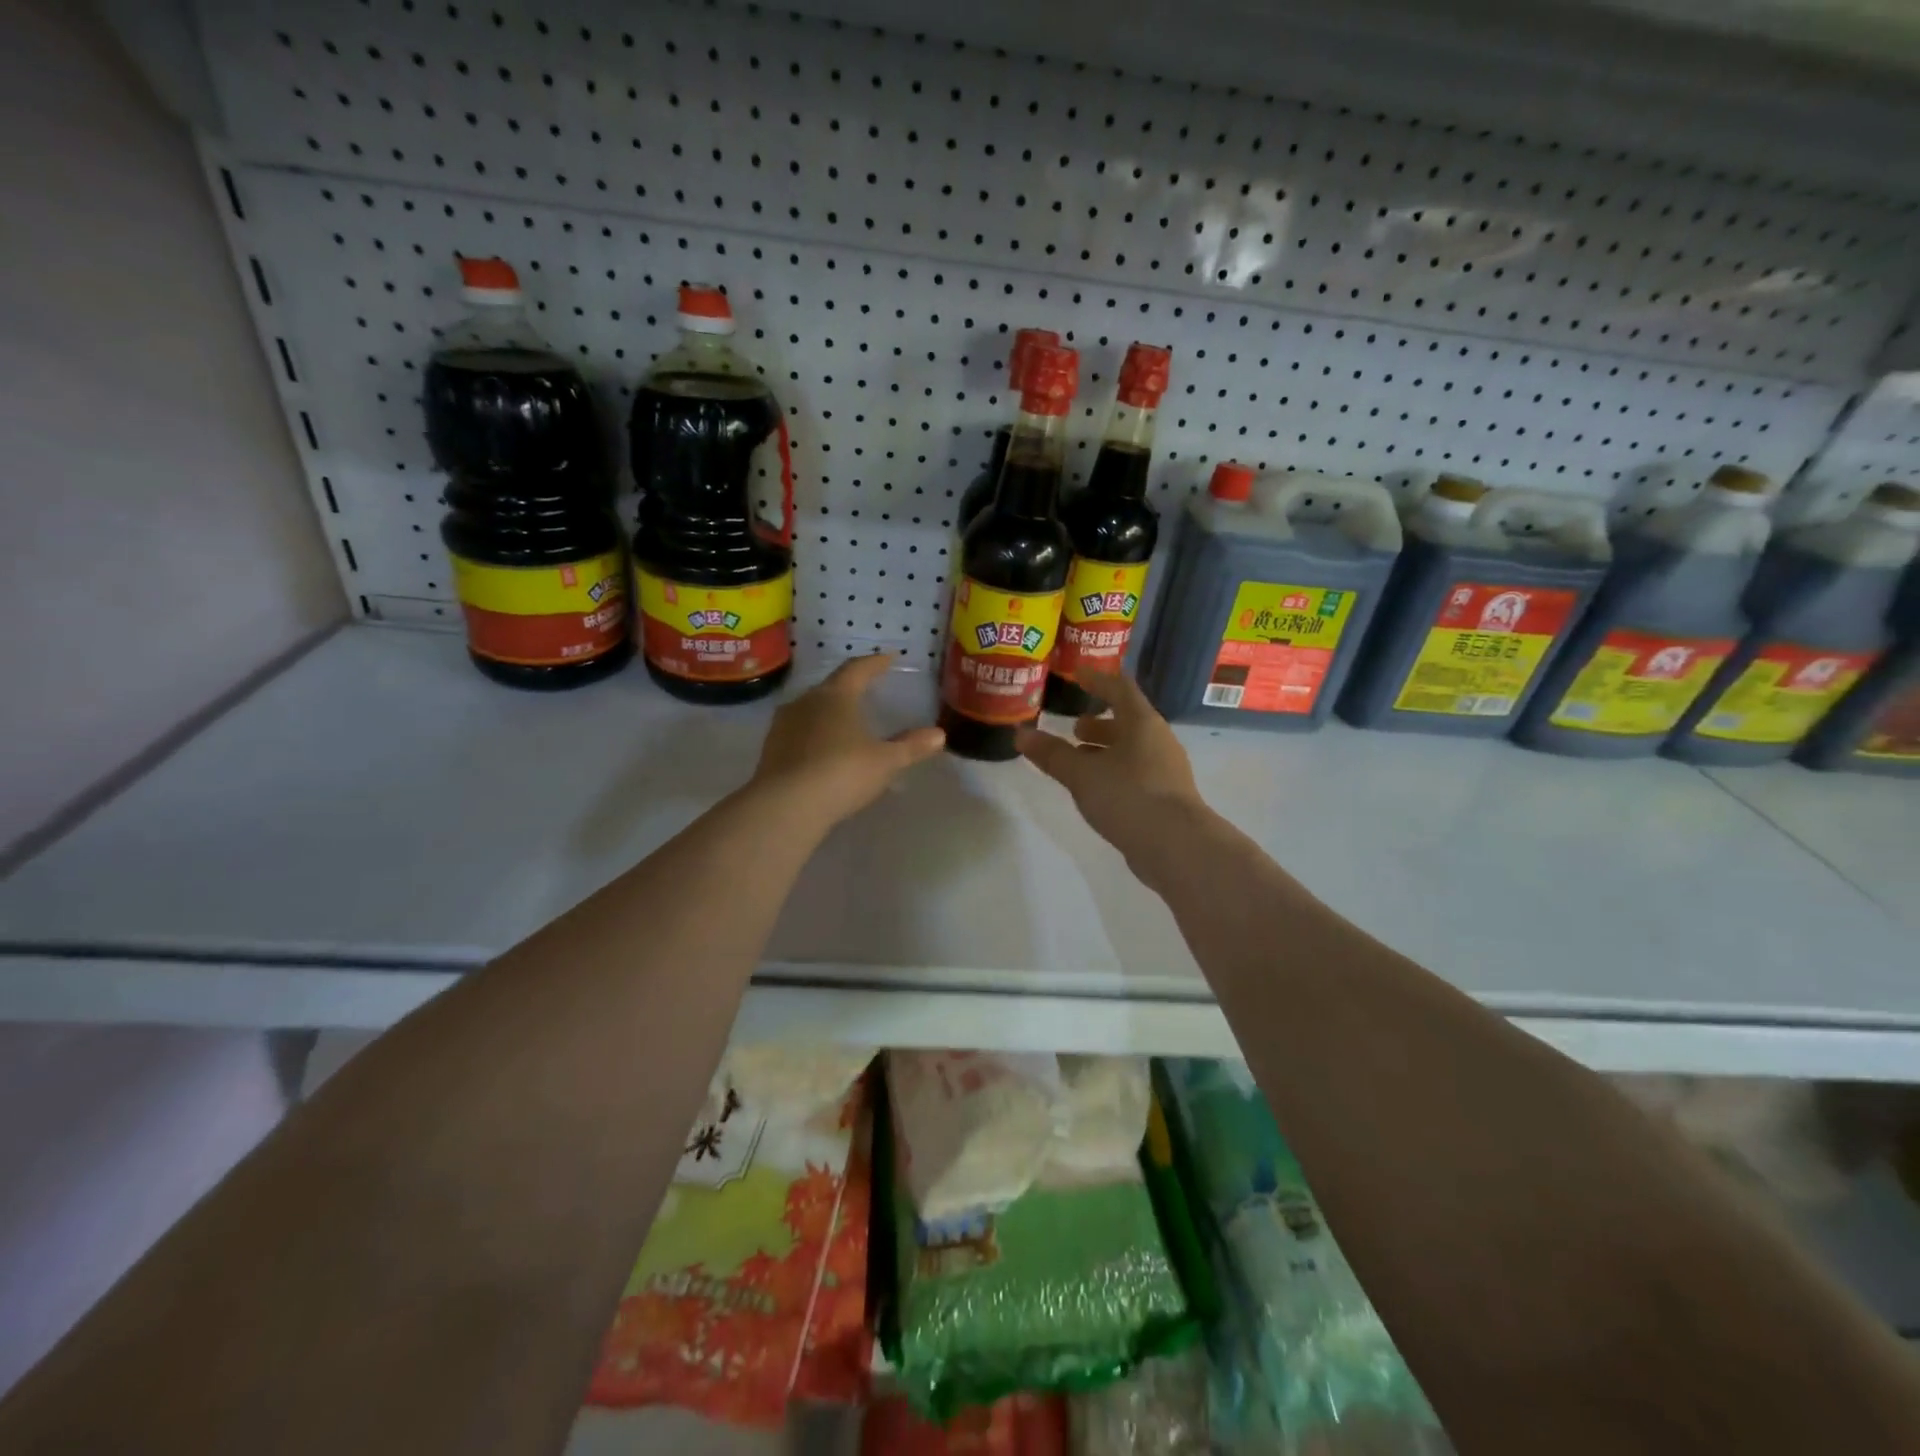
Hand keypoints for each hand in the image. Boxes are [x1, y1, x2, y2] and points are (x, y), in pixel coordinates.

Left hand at [749, 654, 945, 828]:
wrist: (786, 805)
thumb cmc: (842, 773)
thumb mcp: (885, 762)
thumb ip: (911, 746)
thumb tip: (939, 734)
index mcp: (836, 696)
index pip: (858, 669)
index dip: (875, 663)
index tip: (889, 658)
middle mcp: (806, 701)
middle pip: (831, 687)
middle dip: (850, 688)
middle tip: (867, 690)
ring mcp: (784, 724)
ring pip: (811, 709)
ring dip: (829, 712)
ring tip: (845, 722)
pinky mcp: (771, 749)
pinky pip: (798, 732)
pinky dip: (814, 735)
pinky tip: (823, 750)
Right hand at [1016, 669, 1209, 862]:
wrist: (1177, 846)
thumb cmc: (1128, 796)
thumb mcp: (1081, 774)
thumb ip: (1051, 754)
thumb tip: (1020, 734)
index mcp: (1142, 723)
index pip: (1120, 688)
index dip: (1098, 680)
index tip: (1077, 674)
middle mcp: (1158, 740)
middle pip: (1128, 721)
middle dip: (1099, 723)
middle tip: (1074, 727)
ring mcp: (1166, 770)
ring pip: (1132, 749)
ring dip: (1105, 749)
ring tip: (1078, 758)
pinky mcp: (1166, 797)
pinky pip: (1136, 772)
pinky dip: (1114, 771)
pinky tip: (1096, 788)